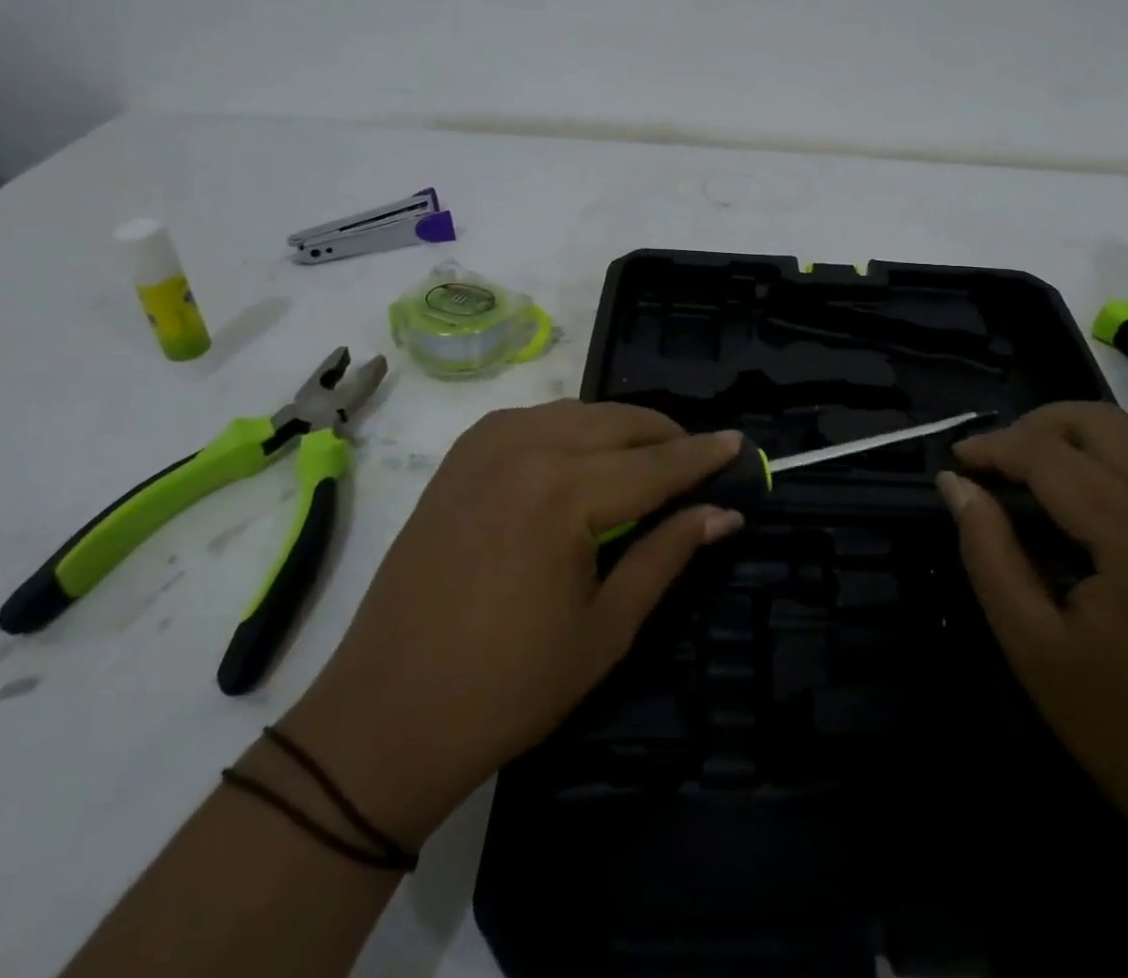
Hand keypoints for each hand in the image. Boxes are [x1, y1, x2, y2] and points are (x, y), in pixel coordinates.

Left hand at [281, 401, 744, 847]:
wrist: (386, 713)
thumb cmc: (508, 687)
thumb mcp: (606, 627)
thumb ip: (667, 554)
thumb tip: (724, 513)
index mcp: (564, 493)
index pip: (656, 462)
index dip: (703, 455)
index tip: (741, 444)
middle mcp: (526, 448)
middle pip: (620, 422)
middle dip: (667, 436)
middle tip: (701, 460)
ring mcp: (486, 444)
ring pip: (579, 412)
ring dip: (623, 428)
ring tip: (651, 459)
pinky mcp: (461, 455)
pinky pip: (536, 418)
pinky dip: (574, 428)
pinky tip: (586, 456)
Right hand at [938, 403, 1127, 861]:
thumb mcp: (1033, 646)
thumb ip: (988, 551)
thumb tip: (955, 484)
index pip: (1046, 452)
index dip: (991, 447)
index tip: (954, 461)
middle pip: (1096, 421)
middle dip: (1034, 427)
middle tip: (993, 466)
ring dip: (1075, 434)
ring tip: (1033, 471)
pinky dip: (1117, 454)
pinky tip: (1090, 493)